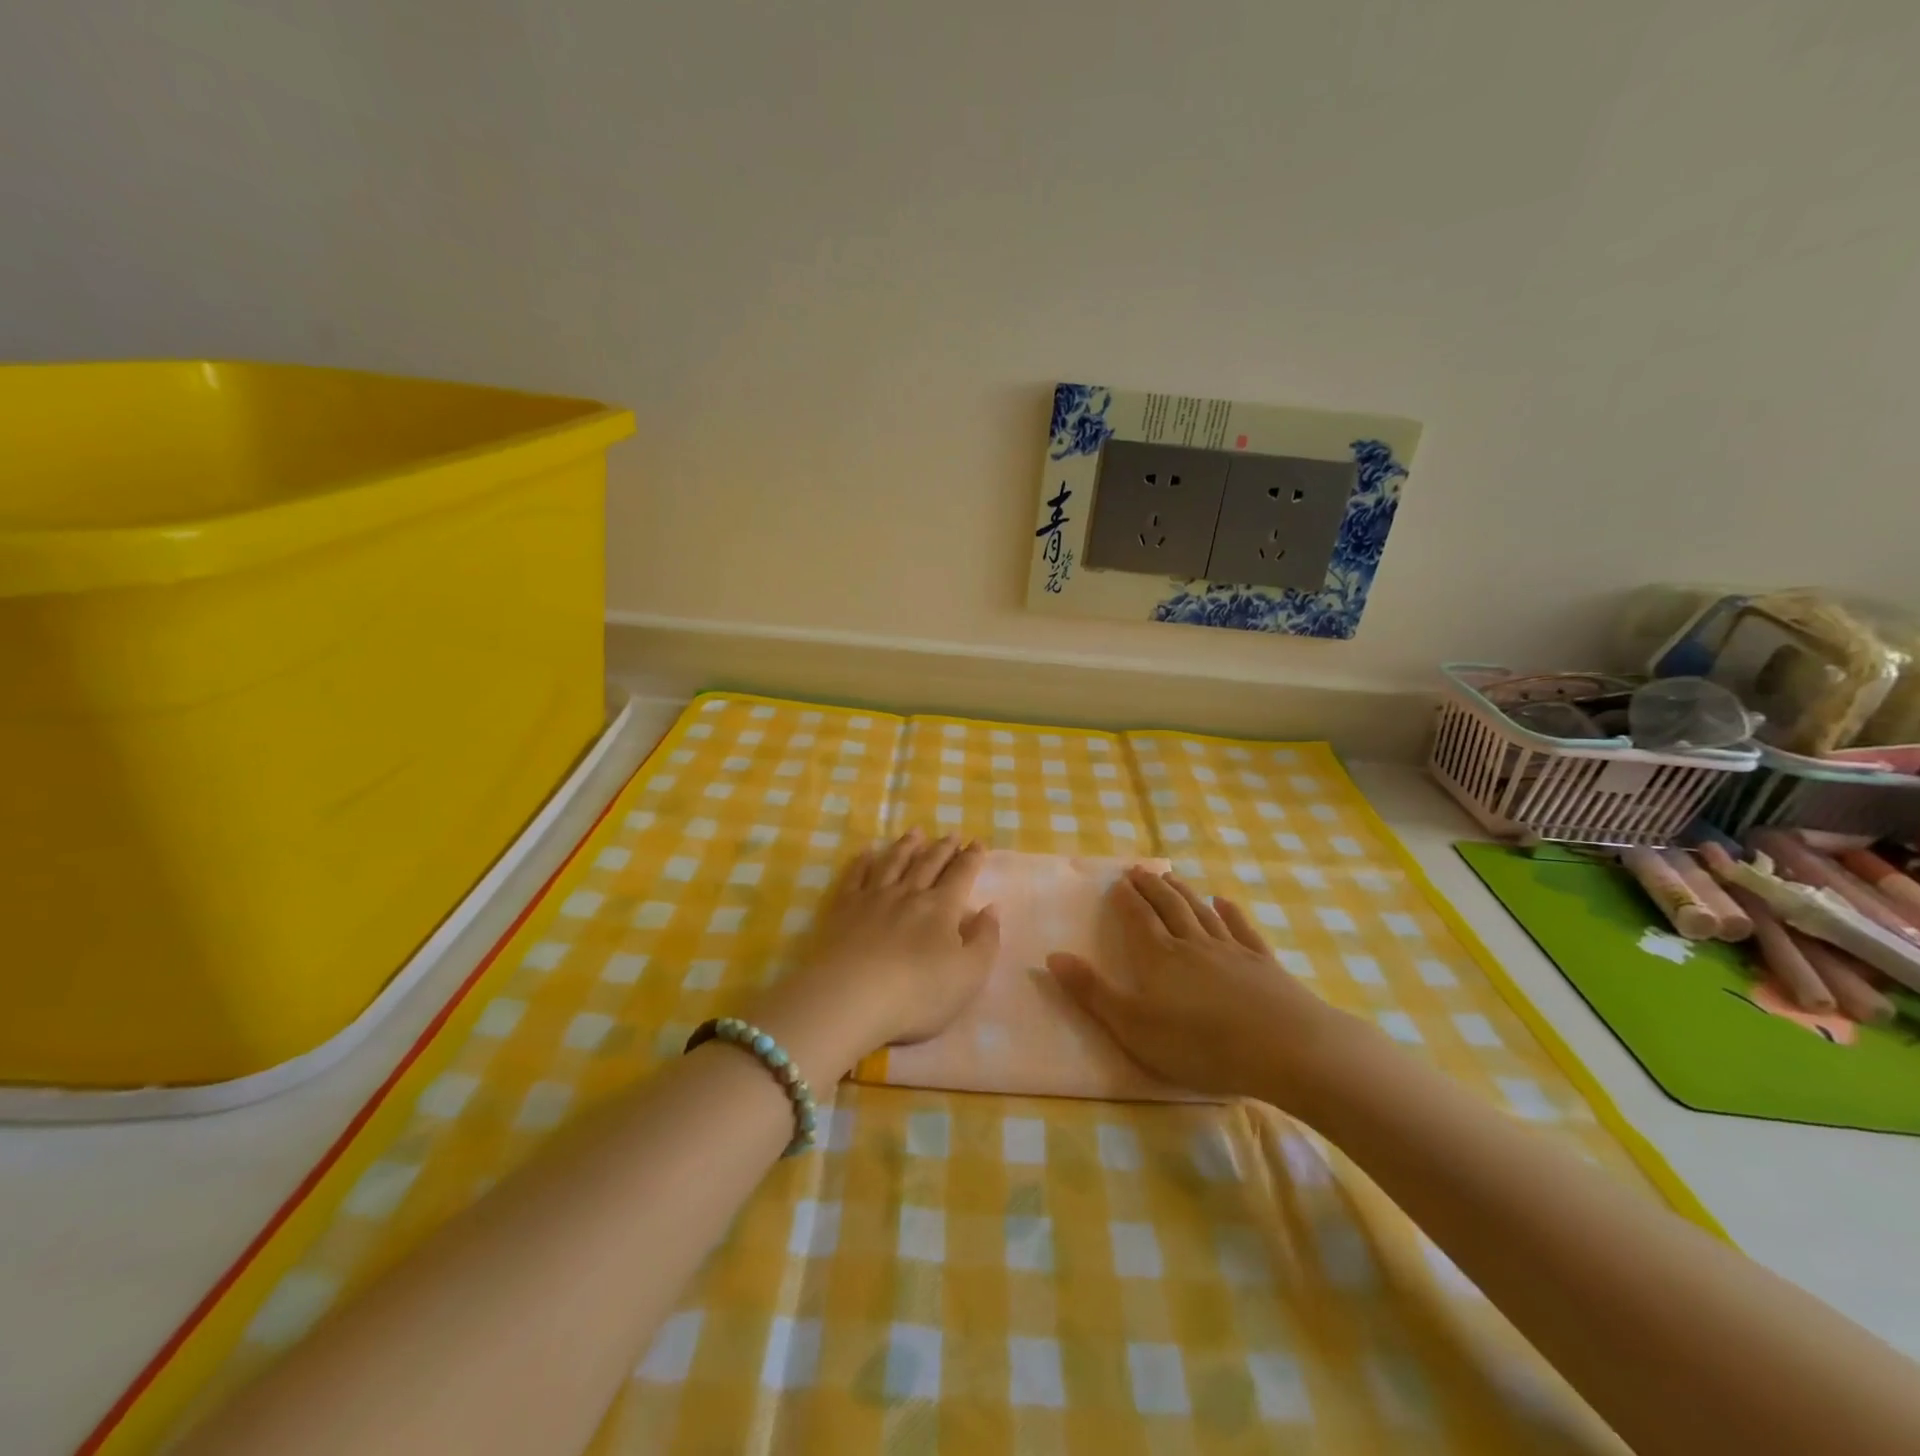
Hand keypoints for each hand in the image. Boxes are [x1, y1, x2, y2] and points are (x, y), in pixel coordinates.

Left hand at [747, 830, 999, 1081]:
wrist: (852, 997)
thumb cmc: (918, 993)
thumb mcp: (969, 974)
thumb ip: (985, 939)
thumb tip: (992, 908)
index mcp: (942, 907)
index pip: (961, 875)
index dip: (972, 858)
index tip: (978, 842)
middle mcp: (909, 893)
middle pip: (929, 863)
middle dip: (943, 847)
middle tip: (952, 833)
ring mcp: (874, 898)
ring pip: (894, 862)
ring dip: (907, 846)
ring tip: (916, 831)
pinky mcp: (844, 908)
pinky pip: (855, 876)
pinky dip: (862, 861)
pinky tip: (867, 851)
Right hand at [1048, 866, 1357, 1105]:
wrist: (1285, 1048)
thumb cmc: (1200, 1044)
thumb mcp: (1134, 1026)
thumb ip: (1093, 992)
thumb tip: (1053, 956)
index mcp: (1159, 958)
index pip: (1138, 919)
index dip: (1126, 900)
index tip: (1119, 880)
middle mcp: (1192, 944)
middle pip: (1169, 907)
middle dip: (1152, 888)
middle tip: (1140, 870)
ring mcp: (1231, 951)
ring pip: (1201, 912)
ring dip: (1184, 892)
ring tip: (1171, 877)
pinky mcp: (1264, 964)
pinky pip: (1242, 930)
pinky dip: (1231, 913)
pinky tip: (1225, 902)